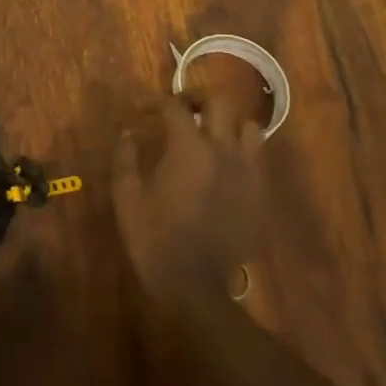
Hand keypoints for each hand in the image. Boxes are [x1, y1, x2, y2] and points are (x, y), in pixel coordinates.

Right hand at [113, 74, 267, 309]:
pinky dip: (242, 153)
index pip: (175, 106)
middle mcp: (223, 151)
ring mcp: (247, 173)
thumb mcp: (127, 196)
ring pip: (250, 128)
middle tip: (183, 109)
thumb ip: (126, 158)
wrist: (195, 286)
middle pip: (219, 103)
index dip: (157, 103)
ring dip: (230, 124)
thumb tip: (128, 133)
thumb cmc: (154, 237)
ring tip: (213, 134)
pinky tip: (225, 167)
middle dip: (198, 99)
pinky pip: (258, 160)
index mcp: (188, 148)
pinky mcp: (259, 195)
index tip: (145, 111)